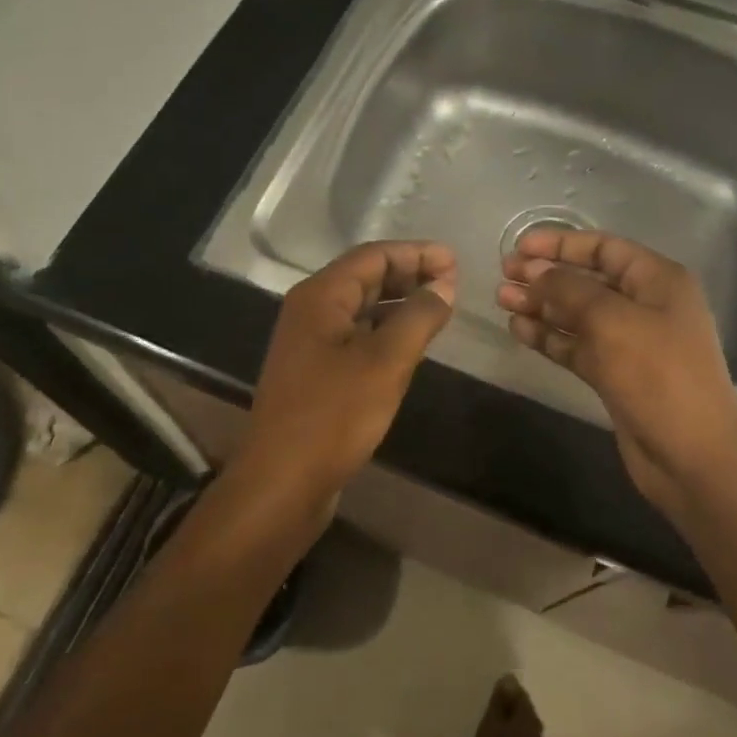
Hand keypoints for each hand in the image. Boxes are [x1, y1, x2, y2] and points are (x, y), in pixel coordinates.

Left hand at [236, 240, 456, 510]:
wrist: (282, 483)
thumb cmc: (333, 416)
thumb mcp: (386, 362)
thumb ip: (418, 317)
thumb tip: (444, 284)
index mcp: (320, 297)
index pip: (372, 257)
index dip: (415, 253)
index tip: (455, 260)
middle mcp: (310, 312)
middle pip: (365, 278)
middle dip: (409, 274)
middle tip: (453, 282)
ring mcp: (310, 344)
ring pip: (362, 309)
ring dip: (400, 303)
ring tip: (440, 307)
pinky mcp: (316, 373)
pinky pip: (357, 336)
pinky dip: (386, 331)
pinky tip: (411, 343)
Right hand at [497, 229, 736, 513]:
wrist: (691, 454)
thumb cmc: (657, 374)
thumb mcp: (610, 320)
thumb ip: (568, 290)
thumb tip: (535, 273)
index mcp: (657, 281)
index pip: (604, 248)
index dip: (560, 244)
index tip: (519, 247)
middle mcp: (645, 305)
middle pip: (587, 280)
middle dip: (545, 275)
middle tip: (503, 275)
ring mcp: (630, 342)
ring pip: (577, 315)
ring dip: (541, 306)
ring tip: (502, 300)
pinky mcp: (615, 375)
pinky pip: (576, 346)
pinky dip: (549, 337)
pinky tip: (518, 330)